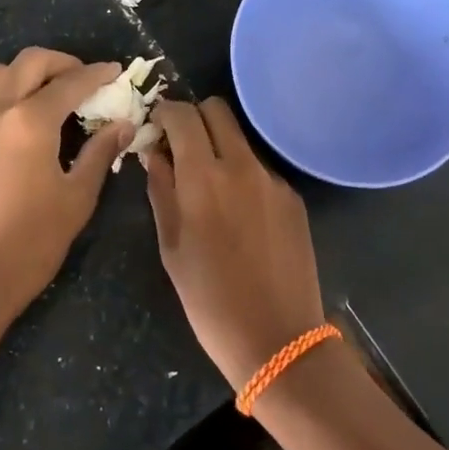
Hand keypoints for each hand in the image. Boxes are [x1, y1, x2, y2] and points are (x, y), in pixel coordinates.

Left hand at [0, 49, 133, 330]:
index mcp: (29, 122)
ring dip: (25, 74)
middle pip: (28, 63)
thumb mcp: (76, 199)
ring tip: (46, 95)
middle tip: (82, 79)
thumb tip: (122, 123)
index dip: (97, 74)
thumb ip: (99, 153)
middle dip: (60, 63)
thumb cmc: (29, 245)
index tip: (114, 71)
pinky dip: (1, 98)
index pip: (70, 82)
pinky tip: (14, 127)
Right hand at [144, 98, 325, 389]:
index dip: (165, 112)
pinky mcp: (293, 196)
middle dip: (194, 118)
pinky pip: (260, 168)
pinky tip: (241, 214)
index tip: (157, 126)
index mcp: (203, 176)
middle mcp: (241, 165)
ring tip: (210, 185)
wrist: (278, 339)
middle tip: (181, 146)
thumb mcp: (171, 247)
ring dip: (220, 146)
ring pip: (240, 138)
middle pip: (217, 110)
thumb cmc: (210, 300)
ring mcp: (272, 179)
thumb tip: (155, 153)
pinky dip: (243, 175)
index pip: (183, 114)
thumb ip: (161, 190)